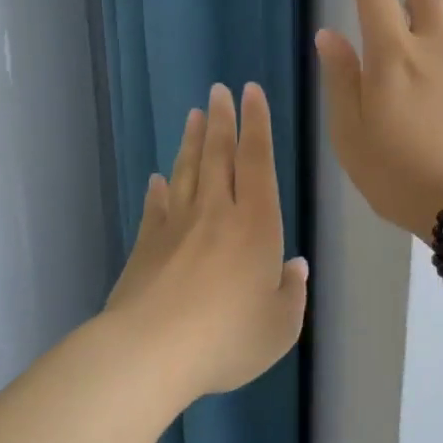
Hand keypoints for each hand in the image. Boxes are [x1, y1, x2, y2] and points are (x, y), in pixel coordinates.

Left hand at [106, 82, 308, 398]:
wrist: (151, 351)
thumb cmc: (227, 337)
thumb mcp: (280, 326)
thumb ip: (291, 292)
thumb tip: (296, 266)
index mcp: (255, 224)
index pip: (257, 161)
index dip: (256, 125)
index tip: (251, 93)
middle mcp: (216, 213)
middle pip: (218, 155)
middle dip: (221, 120)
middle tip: (219, 91)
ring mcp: (176, 226)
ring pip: (186, 171)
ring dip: (191, 141)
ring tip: (193, 115)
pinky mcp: (146, 245)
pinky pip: (156, 207)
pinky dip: (159, 189)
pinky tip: (157, 178)